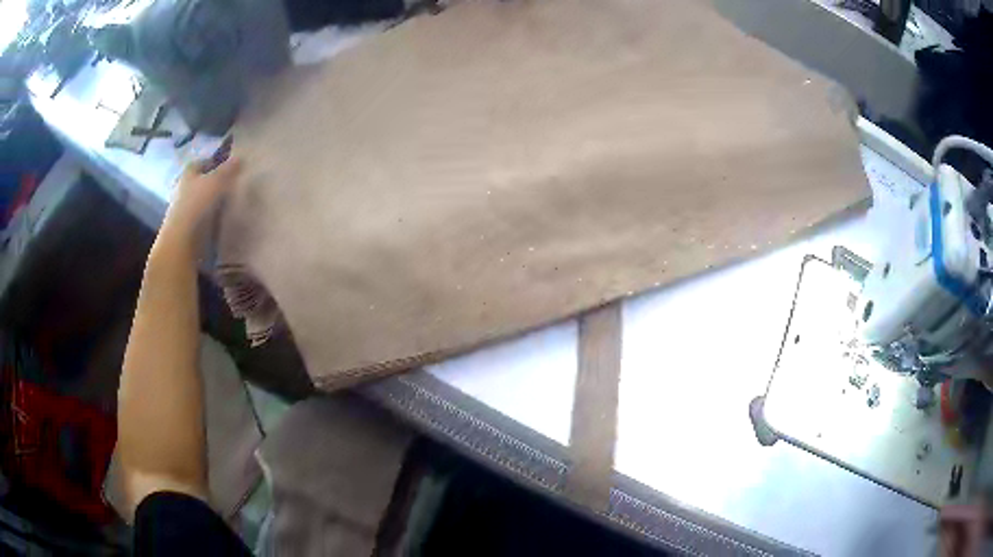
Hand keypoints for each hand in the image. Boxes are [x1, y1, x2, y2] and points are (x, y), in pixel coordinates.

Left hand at [162, 156, 242, 245]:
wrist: (182, 241)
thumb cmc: (196, 204)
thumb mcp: (216, 181)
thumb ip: (227, 169)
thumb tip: (239, 157)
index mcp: (188, 173)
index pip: (202, 162)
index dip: (215, 162)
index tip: (229, 166)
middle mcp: (183, 188)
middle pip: (201, 181)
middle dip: (214, 182)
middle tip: (232, 184)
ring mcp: (185, 209)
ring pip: (201, 200)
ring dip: (213, 201)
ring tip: (230, 203)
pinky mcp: (188, 227)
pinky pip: (202, 217)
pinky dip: (211, 217)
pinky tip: (222, 219)